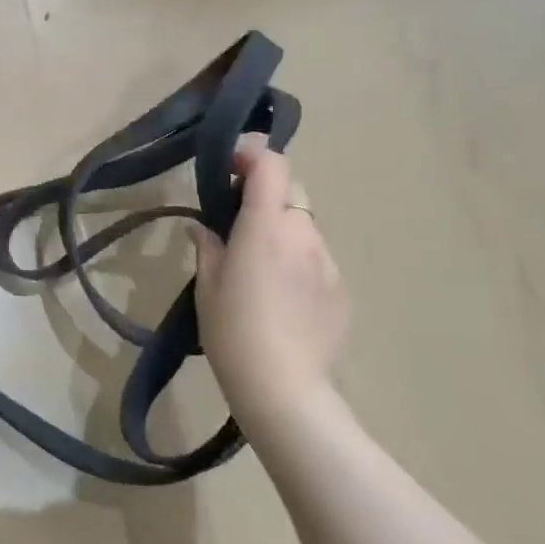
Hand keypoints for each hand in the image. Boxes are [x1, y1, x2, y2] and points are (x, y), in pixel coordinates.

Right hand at [192, 141, 348, 417]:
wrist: (282, 387)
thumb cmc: (232, 331)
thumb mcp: (206, 286)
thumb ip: (208, 246)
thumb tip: (203, 226)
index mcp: (266, 226)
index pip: (271, 165)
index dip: (252, 156)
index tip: (230, 168)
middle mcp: (303, 234)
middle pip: (291, 192)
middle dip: (266, 196)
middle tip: (239, 224)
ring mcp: (327, 261)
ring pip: (305, 227)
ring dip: (283, 231)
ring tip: (260, 270)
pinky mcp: (341, 289)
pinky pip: (316, 259)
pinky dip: (299, 262)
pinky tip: (283, 299)